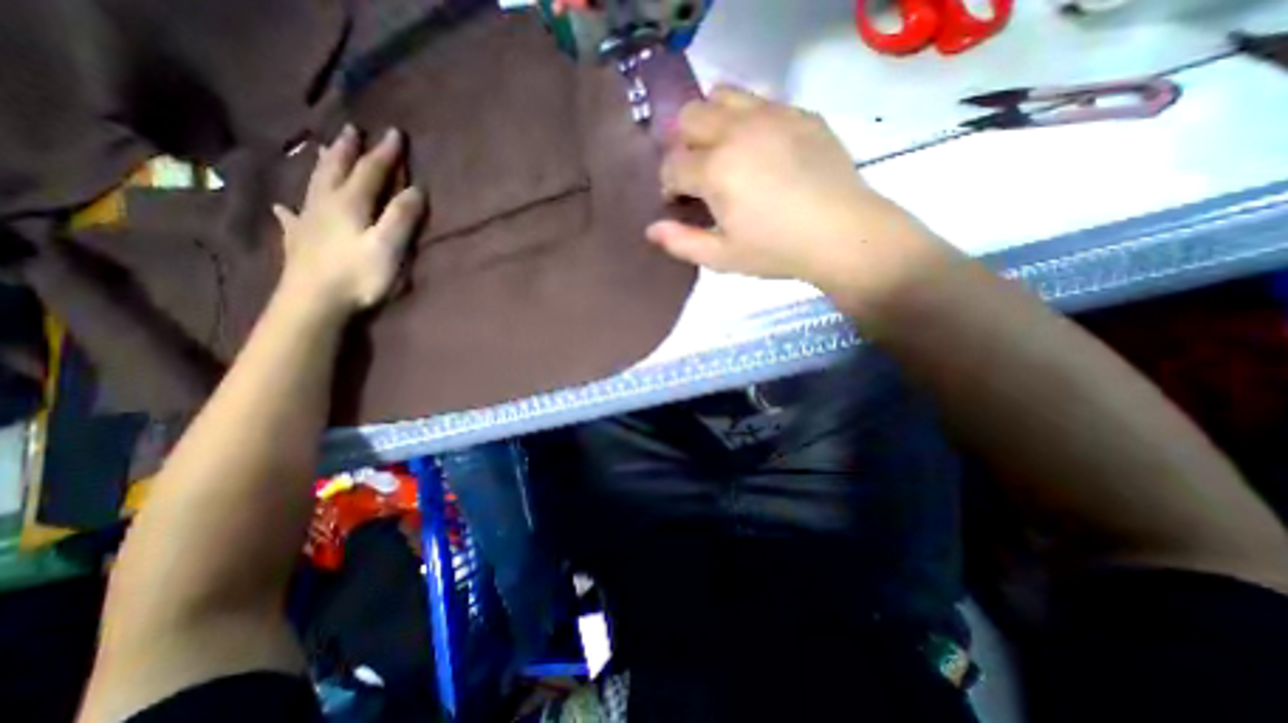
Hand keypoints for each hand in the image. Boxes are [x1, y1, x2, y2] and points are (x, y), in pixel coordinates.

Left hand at [272, 125, 425, 314]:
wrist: (314, 302)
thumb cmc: (358, 274)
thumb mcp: (388, 246)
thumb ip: (402, 217)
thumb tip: (416, 189)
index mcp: (350, 204)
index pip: (370, 171)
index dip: (384, 153)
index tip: (394, 133)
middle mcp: (326, 204)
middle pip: (337, 169)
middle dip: (348, 150)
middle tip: (352, 130)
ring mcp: (308, 221)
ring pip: (314, 184)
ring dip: (322, 165)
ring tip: (323, 150)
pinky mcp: (299, 241)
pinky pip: (292, 217)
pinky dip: (289, 208)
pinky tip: (283, 206)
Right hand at [650, 86, 943, 300]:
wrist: (842, 234)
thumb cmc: (776, 250)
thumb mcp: (723, 257)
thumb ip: (681, 242)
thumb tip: (651, 230)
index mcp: (715, 170)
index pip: (672, 165)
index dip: (669, 185)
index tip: (680, 203)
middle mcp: (737, 132)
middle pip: (689, 117)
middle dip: (683, 145)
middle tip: (698, 174)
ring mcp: (771, 116)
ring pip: (722, 96)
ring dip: (711, 122)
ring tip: (724, 152)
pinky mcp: (799, 113)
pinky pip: (760, 101)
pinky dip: (747, 120)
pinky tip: (760, 150)